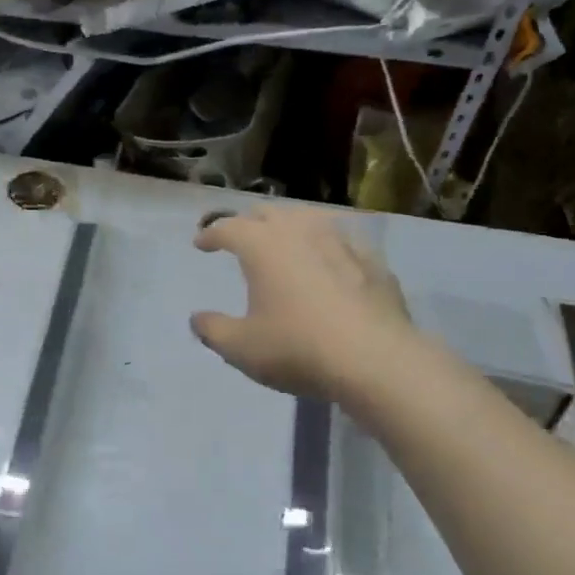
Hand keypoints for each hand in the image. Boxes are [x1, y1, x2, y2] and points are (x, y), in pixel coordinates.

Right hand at [192, 207, 415, 399]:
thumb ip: (213, 330)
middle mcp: (300, 231)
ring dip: (289, 224)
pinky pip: (342, 239)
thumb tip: (198, 319)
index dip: (210, 235)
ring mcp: (341, 241)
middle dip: (248, 222)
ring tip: (284, 239)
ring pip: (308, 217)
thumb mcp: (240, 348)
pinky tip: (330, 258)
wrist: (376, 361)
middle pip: (267, 213)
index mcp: (262, 246)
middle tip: (240, 237)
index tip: (201, 244)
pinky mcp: (373, 260)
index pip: (227, 228)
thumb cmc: (297, 348)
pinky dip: (327, 244)